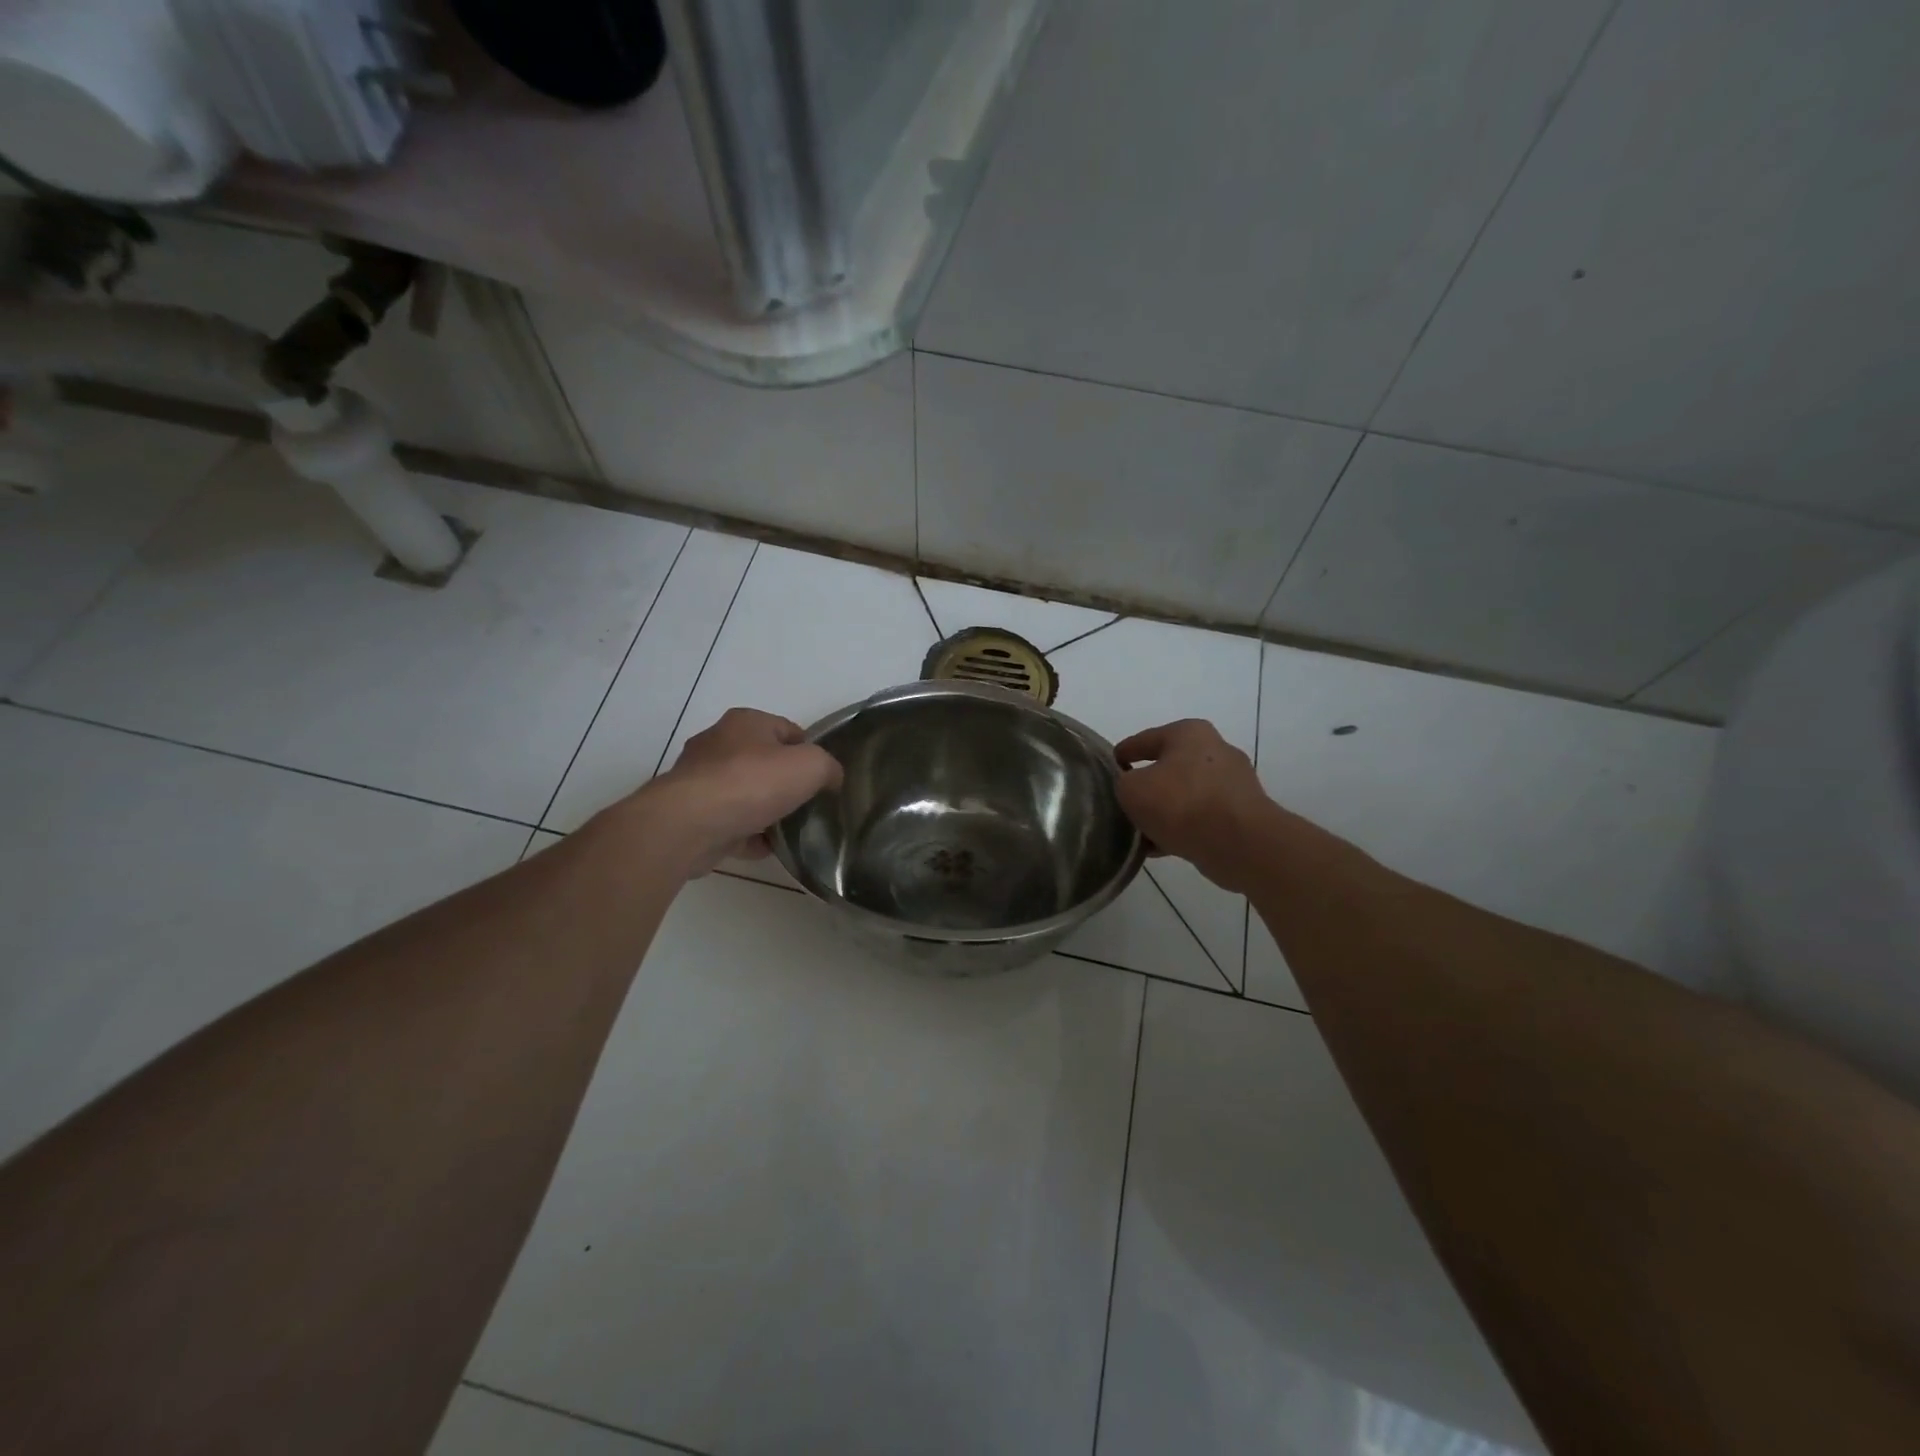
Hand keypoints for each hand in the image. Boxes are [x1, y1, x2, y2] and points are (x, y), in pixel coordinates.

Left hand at [643, 708, 842, 875]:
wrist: (689, 825)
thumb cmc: (752, 783)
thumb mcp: (810, 766)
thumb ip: (828, 768)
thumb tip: (831, 778)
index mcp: (745, 722)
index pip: (788, 730)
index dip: (810, 752)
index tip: (823, 778)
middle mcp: (718, 744)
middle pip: (764, 762)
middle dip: (785, 782)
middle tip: (807, 804)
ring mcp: (700, 780)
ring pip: (744, 793)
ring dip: (765, 811)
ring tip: (789, 830)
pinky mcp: (691, 813)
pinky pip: (728, 822)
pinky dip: (747, 834)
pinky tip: (765, 848)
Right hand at [1114, 719, 1274, 893]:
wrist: (1239, 844)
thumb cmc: (1181, 804)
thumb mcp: (1132, 790)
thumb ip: (1123, 784)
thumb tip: (1132, 790)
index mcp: (1189, 733)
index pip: (1144, 739)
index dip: (1122, 754)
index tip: (1108, 769)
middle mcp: (1215, 750)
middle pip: (1168, 767)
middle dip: (1147, 786)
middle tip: (1124, 803)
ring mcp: (1233, 783)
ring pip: (1185, 795)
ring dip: (1164, 812)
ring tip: (1139, 831)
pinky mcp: (1242, 814)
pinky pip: (1201, 818)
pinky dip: (1181, 829)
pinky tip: (1159, 846)